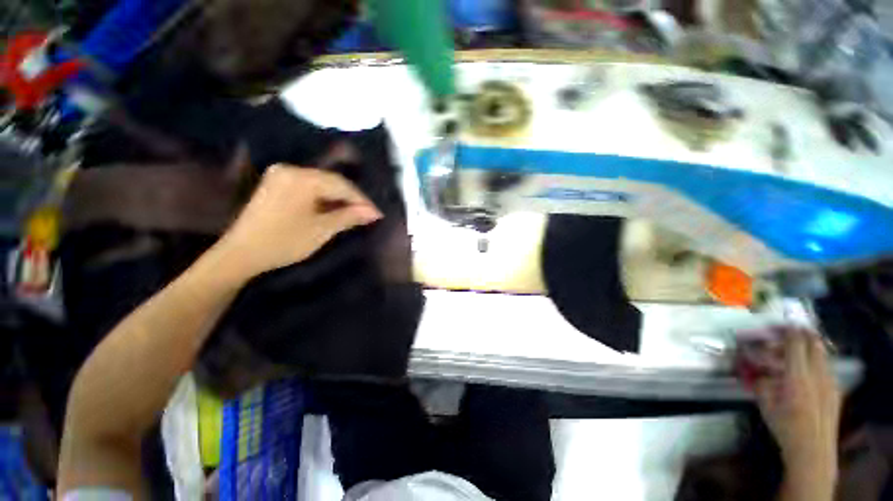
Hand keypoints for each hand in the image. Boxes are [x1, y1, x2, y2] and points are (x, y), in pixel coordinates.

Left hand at [216, 164, 381, 278]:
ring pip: (321, 184)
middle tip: (367, 214)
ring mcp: (281, 176)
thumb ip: (349, 216)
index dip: (362, 200)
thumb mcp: (321, 230)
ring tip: (354, 213)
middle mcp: (290, 170)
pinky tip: (333, 209)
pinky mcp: (276, 184)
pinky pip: (308, 187)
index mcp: (301, 178)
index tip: (377, 214)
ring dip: (338, 198)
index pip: (341, 184)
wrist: (241, 253)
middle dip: (351, 199)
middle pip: (331, 181)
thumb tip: (373, 212)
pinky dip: (323, 198)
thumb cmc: (284, 241)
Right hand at [753, 328, 841, 485]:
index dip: (789, 330)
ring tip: (796, 349)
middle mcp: (817, 373)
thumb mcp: (765, 403)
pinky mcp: (835, 390)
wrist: (812, 450)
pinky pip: (826, 367)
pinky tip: (806, 371)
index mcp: (797, 375)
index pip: (796, 343)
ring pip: (822, 354)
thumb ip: (760, 381)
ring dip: (809, 346)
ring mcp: (829, 381)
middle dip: (802, 333)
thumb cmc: (784, 426)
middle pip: (814, 344)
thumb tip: (752, 368)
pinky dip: (816, 361)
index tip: (779, 323)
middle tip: (788, 331)